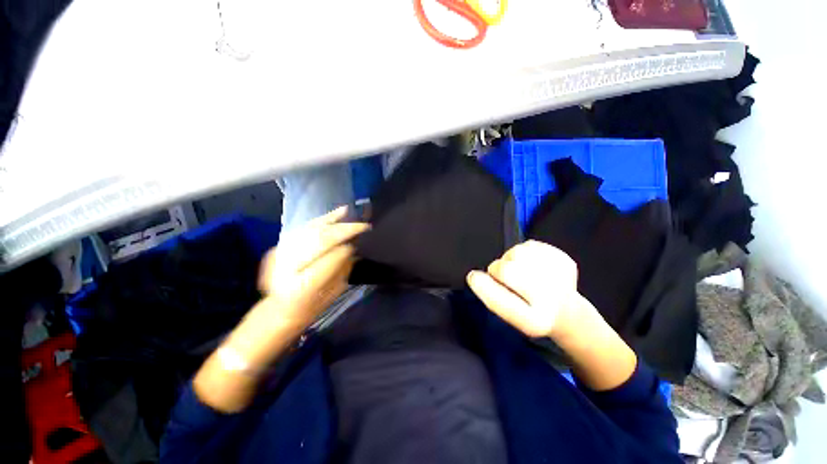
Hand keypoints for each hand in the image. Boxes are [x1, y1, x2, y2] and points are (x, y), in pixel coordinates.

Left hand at [193, 206, 368, 412]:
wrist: (276, 312)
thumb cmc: (309, 309)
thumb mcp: (331, 294)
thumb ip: (342, 271)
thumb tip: (352, 249)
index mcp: (302, 287)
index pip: (328, 259)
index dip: (345, 248)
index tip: (360, 242)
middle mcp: (287, 268)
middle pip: (319, 241)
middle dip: (343, 231)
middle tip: (362, 226)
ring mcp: (280, 255)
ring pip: (309, 231)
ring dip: (331, 220)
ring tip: (348, 213)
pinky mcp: (279, 247)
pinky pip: (302, 229)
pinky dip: (319, 220)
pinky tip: (332, 214)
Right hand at [468, 241, 637, 390]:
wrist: (566, 311)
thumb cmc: (529, 313)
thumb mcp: (509, 315)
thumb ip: (491, 296)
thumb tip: (475, 275)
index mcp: (534, 320)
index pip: (501, 301)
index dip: (482, 286)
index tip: (473, 276)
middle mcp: (551, 301)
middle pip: (507, 269)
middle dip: (497, 269)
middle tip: (503, 275)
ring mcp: (561, 278)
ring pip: (517, 252)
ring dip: (511, 258)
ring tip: (520, 269)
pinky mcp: (566, 261)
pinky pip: (531, 245)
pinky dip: (525, 252)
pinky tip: (533, 264)